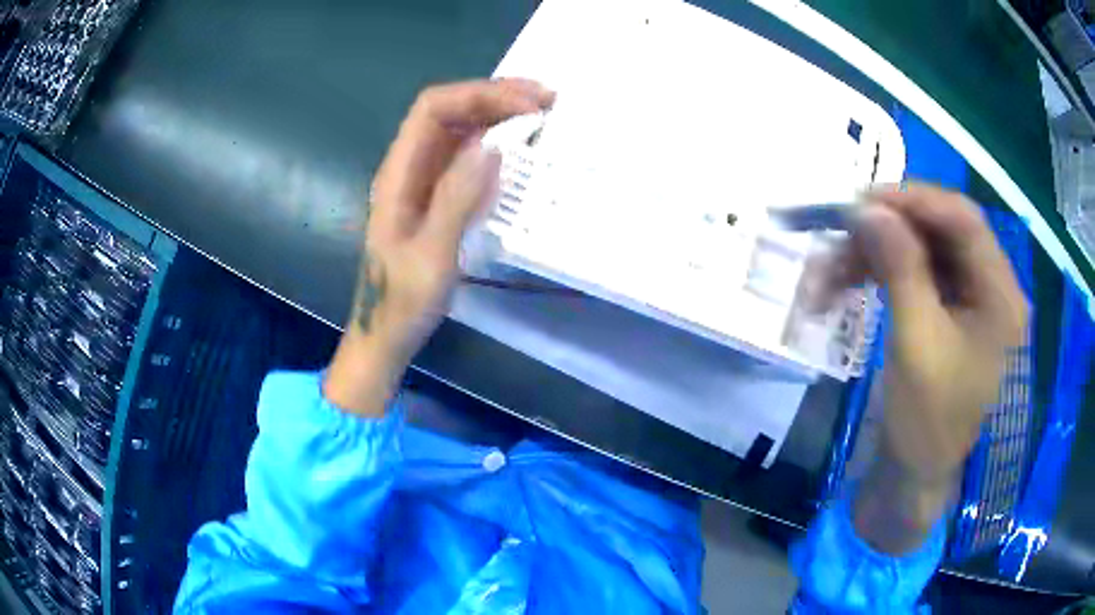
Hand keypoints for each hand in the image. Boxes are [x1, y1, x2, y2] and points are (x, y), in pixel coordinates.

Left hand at [324, 79, 555, 416]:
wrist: (386, 334)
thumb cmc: (403, 301)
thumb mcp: (432, 255)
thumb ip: (457, 198)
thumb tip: (492, 145)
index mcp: (399, 173)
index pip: (434, 109)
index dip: (480, 95)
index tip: (528, 105)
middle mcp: (409, 167)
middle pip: (448, 111)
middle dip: (495, 96)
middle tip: (548, 100)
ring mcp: (423, 180)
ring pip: (459, 129)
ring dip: (498, 114)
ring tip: (542, 113)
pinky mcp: (438, 196)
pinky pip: (466, 156)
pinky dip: (495, 142)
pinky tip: (520, 147)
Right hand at [843, 183, 1028, 552]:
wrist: (914, 478)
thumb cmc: (926, 423)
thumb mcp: (916, 344)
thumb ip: (899, 268)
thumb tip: (867, 208)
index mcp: (1001, 297)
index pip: (965, 221)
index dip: (916, 201)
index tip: (864, 200)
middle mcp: (991, 289)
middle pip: (942, 232)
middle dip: (890, 228)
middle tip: (841, 230)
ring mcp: (969, 302)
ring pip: (923, 252)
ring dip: (876, 254)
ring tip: (829, 272)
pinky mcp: (948, 314)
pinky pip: (915, 276)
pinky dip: (880, 274)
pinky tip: (847, 284)